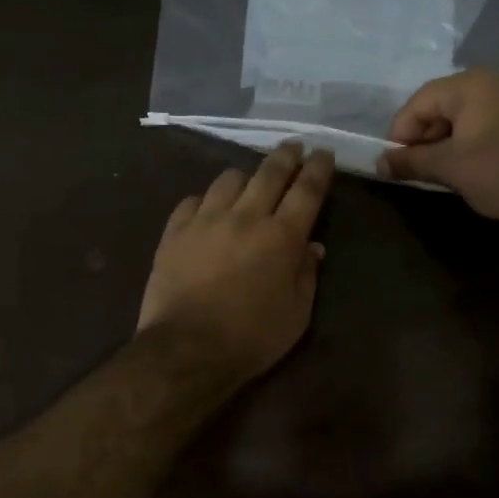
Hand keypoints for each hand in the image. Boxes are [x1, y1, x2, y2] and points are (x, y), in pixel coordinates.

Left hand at [138, 143, 334, 381]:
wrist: (186, 350)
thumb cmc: (251, 338)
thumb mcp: (297, 314)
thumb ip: (307, 275)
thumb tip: (312, 246)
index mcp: (281, 237)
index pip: (307, 190)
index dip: (318, 168)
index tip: (323, 153)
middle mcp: (245, 217)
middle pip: (269, 173)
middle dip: (286, 156)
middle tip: (293, 147)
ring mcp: (206, 220)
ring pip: (229, 179)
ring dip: (245, 176)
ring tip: (249, 181)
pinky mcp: (175, 232)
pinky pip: (192, 201)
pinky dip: (206, 200)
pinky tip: (208, 209)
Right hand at [378, 69, 498, 222]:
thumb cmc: (496, 172)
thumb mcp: (446, 167)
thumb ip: (410, 162)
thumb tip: (380, 164)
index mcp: (469, 84)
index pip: (419, 103)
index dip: (401, 134)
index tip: (397, 163)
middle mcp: (493, 81)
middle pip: (442, 105)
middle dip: (425, 138)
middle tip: (419, 169)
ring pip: (467, 115)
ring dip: (448, 141)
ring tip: (443, 171)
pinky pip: (489, 122)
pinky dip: (473, 140)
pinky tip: (472, 166)